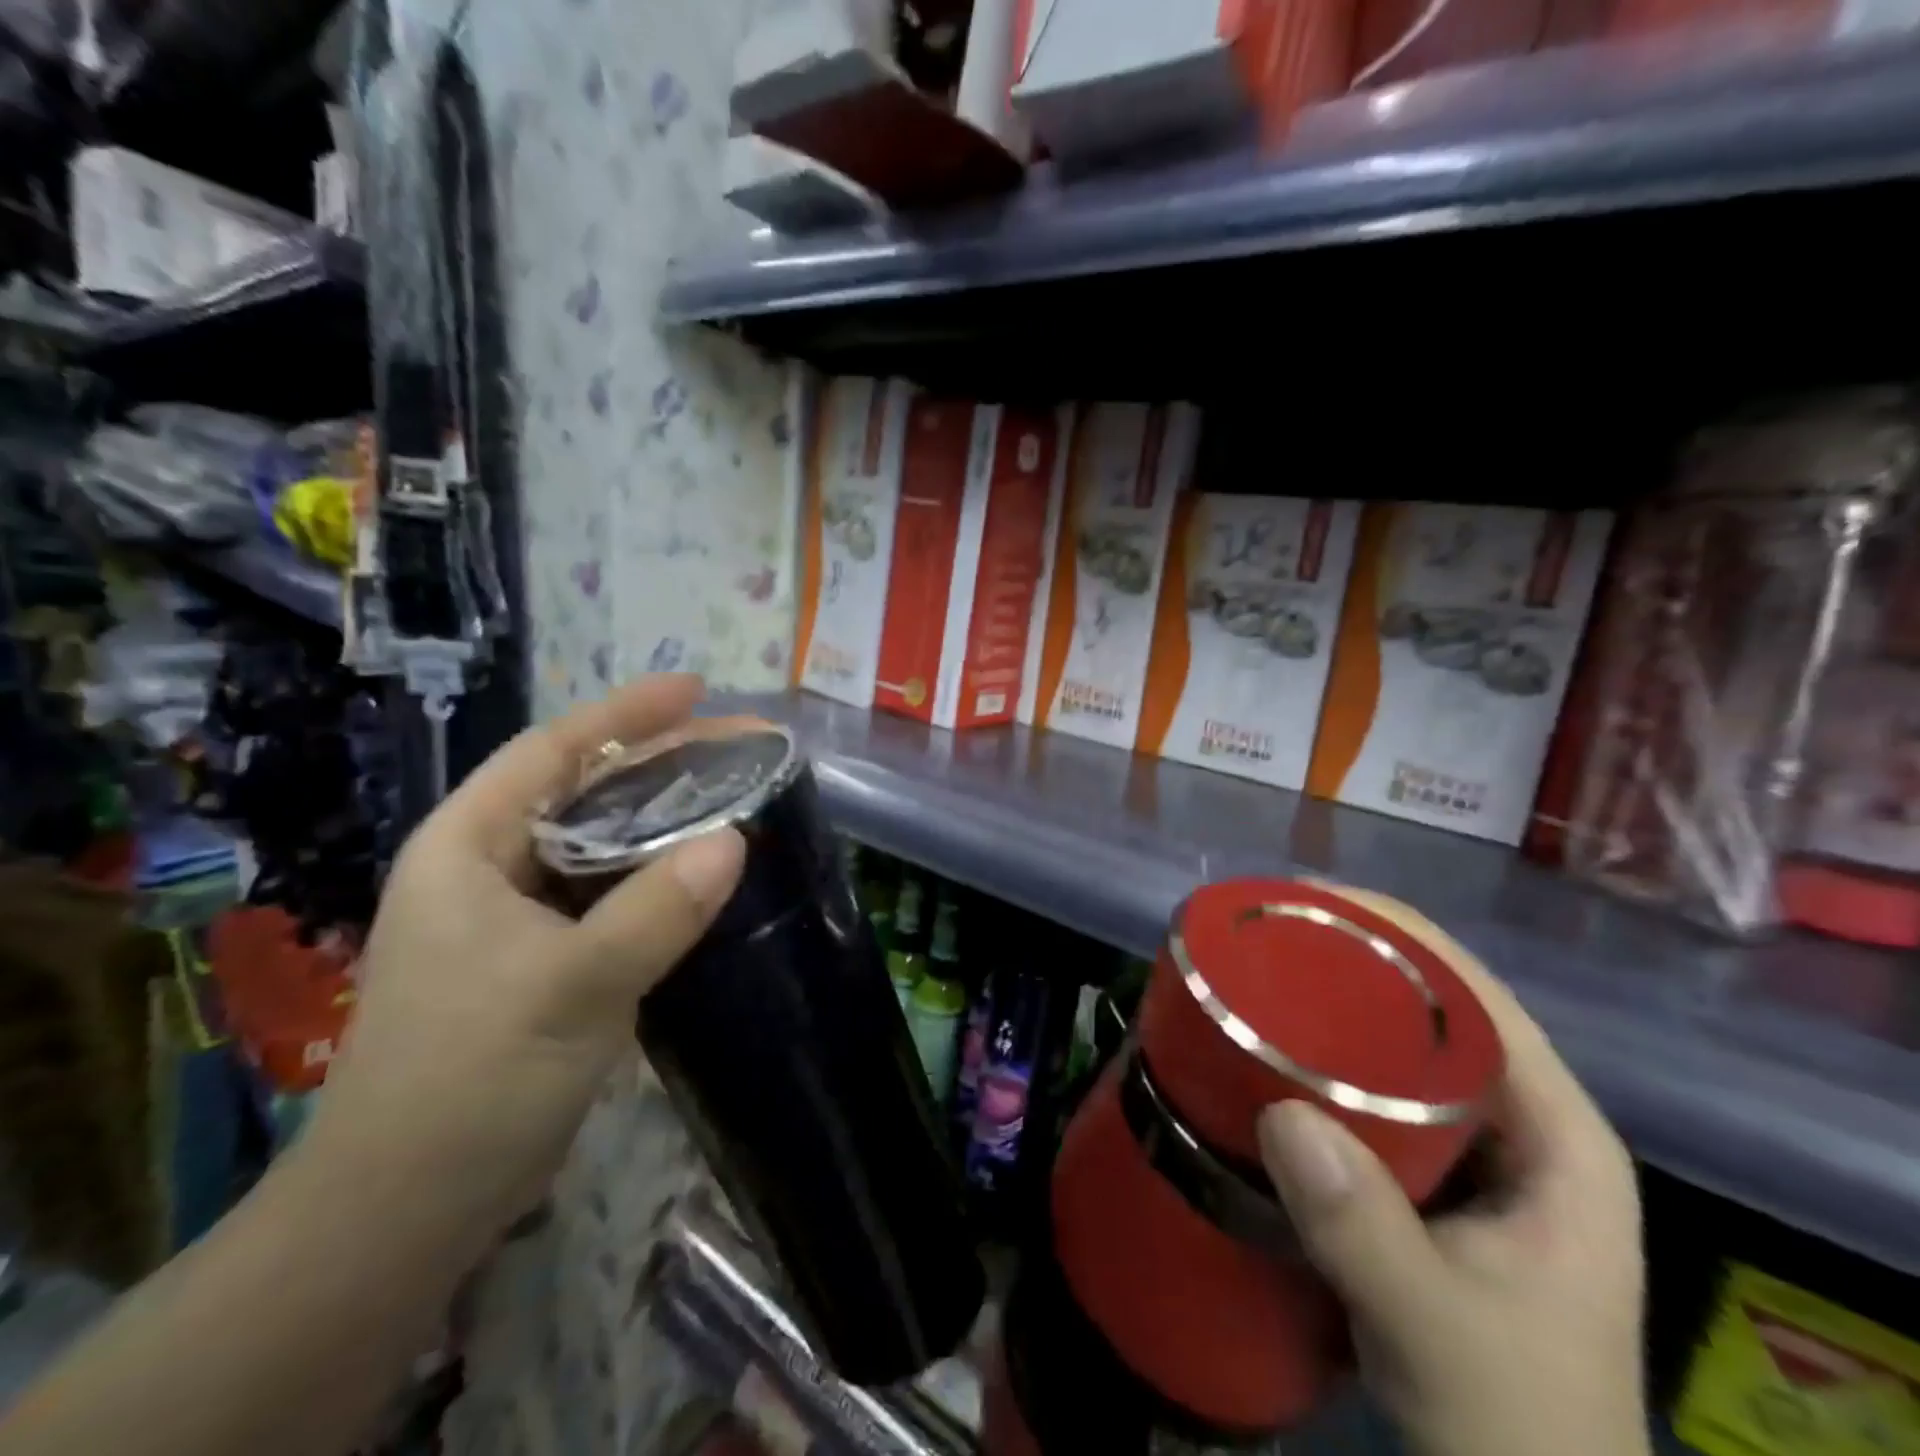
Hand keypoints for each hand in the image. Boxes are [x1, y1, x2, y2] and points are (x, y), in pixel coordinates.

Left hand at [297, 676, 745, 1254]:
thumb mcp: (571, 987)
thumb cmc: (470, 1081)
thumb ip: (655, 911)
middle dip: (664, 764)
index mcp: (469, 848)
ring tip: (736, 796)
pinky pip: (612, 894)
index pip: (552, 753)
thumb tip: (735, 841)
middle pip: (585, 791)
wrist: (406, 1213)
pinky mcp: (545, 960)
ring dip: (666, 819)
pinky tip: (705, 874)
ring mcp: (518, 918)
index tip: (696, 689)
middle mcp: (490, 869)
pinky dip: (660, 876)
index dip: (625, 715)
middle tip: (742, 747)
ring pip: (603, 844)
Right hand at [1256, 891, 1647, 1455]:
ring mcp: (1465, 1152)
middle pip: (1426, 1008)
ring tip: (1244, 983)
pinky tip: (1257, 1061)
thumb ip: (1368, 1235)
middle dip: (1344, 962)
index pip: (1475, 994)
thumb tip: (1280, 1116)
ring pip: (1391, 1052)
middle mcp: (1515, 1124)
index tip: (1305, 904)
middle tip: (1256, 943)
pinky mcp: (1418, 1180)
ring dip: (1322, 1012)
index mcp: (1556, 1134)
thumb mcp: (1446, 1338)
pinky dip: (1313, 1068)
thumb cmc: (1515, 1429)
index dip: (1395, 931)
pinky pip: (1363, 1097)